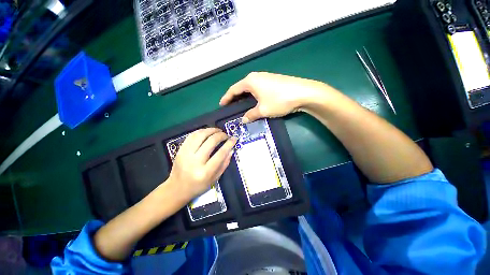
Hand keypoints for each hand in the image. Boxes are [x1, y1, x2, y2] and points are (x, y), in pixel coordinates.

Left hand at [167, 128, 236, 201]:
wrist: (176, 188)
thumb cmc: (198, 186)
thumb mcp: (215, 179)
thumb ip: (224, 164)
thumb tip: (231, 150)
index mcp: (205, 172)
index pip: (220, 153)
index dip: (229, 144)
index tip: (234, 138)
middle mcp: (195, 161)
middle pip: (210, 141)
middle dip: (221, 135)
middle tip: (226, 135)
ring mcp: (186, 154)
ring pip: (200, 135)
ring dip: (211, 130)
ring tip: (218, 131)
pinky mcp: (180, 150)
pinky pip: (191, 136)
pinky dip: (201, 131)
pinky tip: (207, 132)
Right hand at [220, 72, 335, 122]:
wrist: (303, 92)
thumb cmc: (279, 100)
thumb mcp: (262, 110)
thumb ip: (251, 115)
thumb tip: (243, 120)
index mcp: (250, 81)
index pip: (233, 89)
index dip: (226, 98)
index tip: (221, 104)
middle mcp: (256, 77)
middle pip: (241, 87)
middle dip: (235, 97)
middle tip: (230, 106)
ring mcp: (265, 77)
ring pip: (250, 88)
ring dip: (244, 96)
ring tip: (241, 105)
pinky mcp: (272, 81)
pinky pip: (257, 88)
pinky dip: (253, 95)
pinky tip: (254, 101)